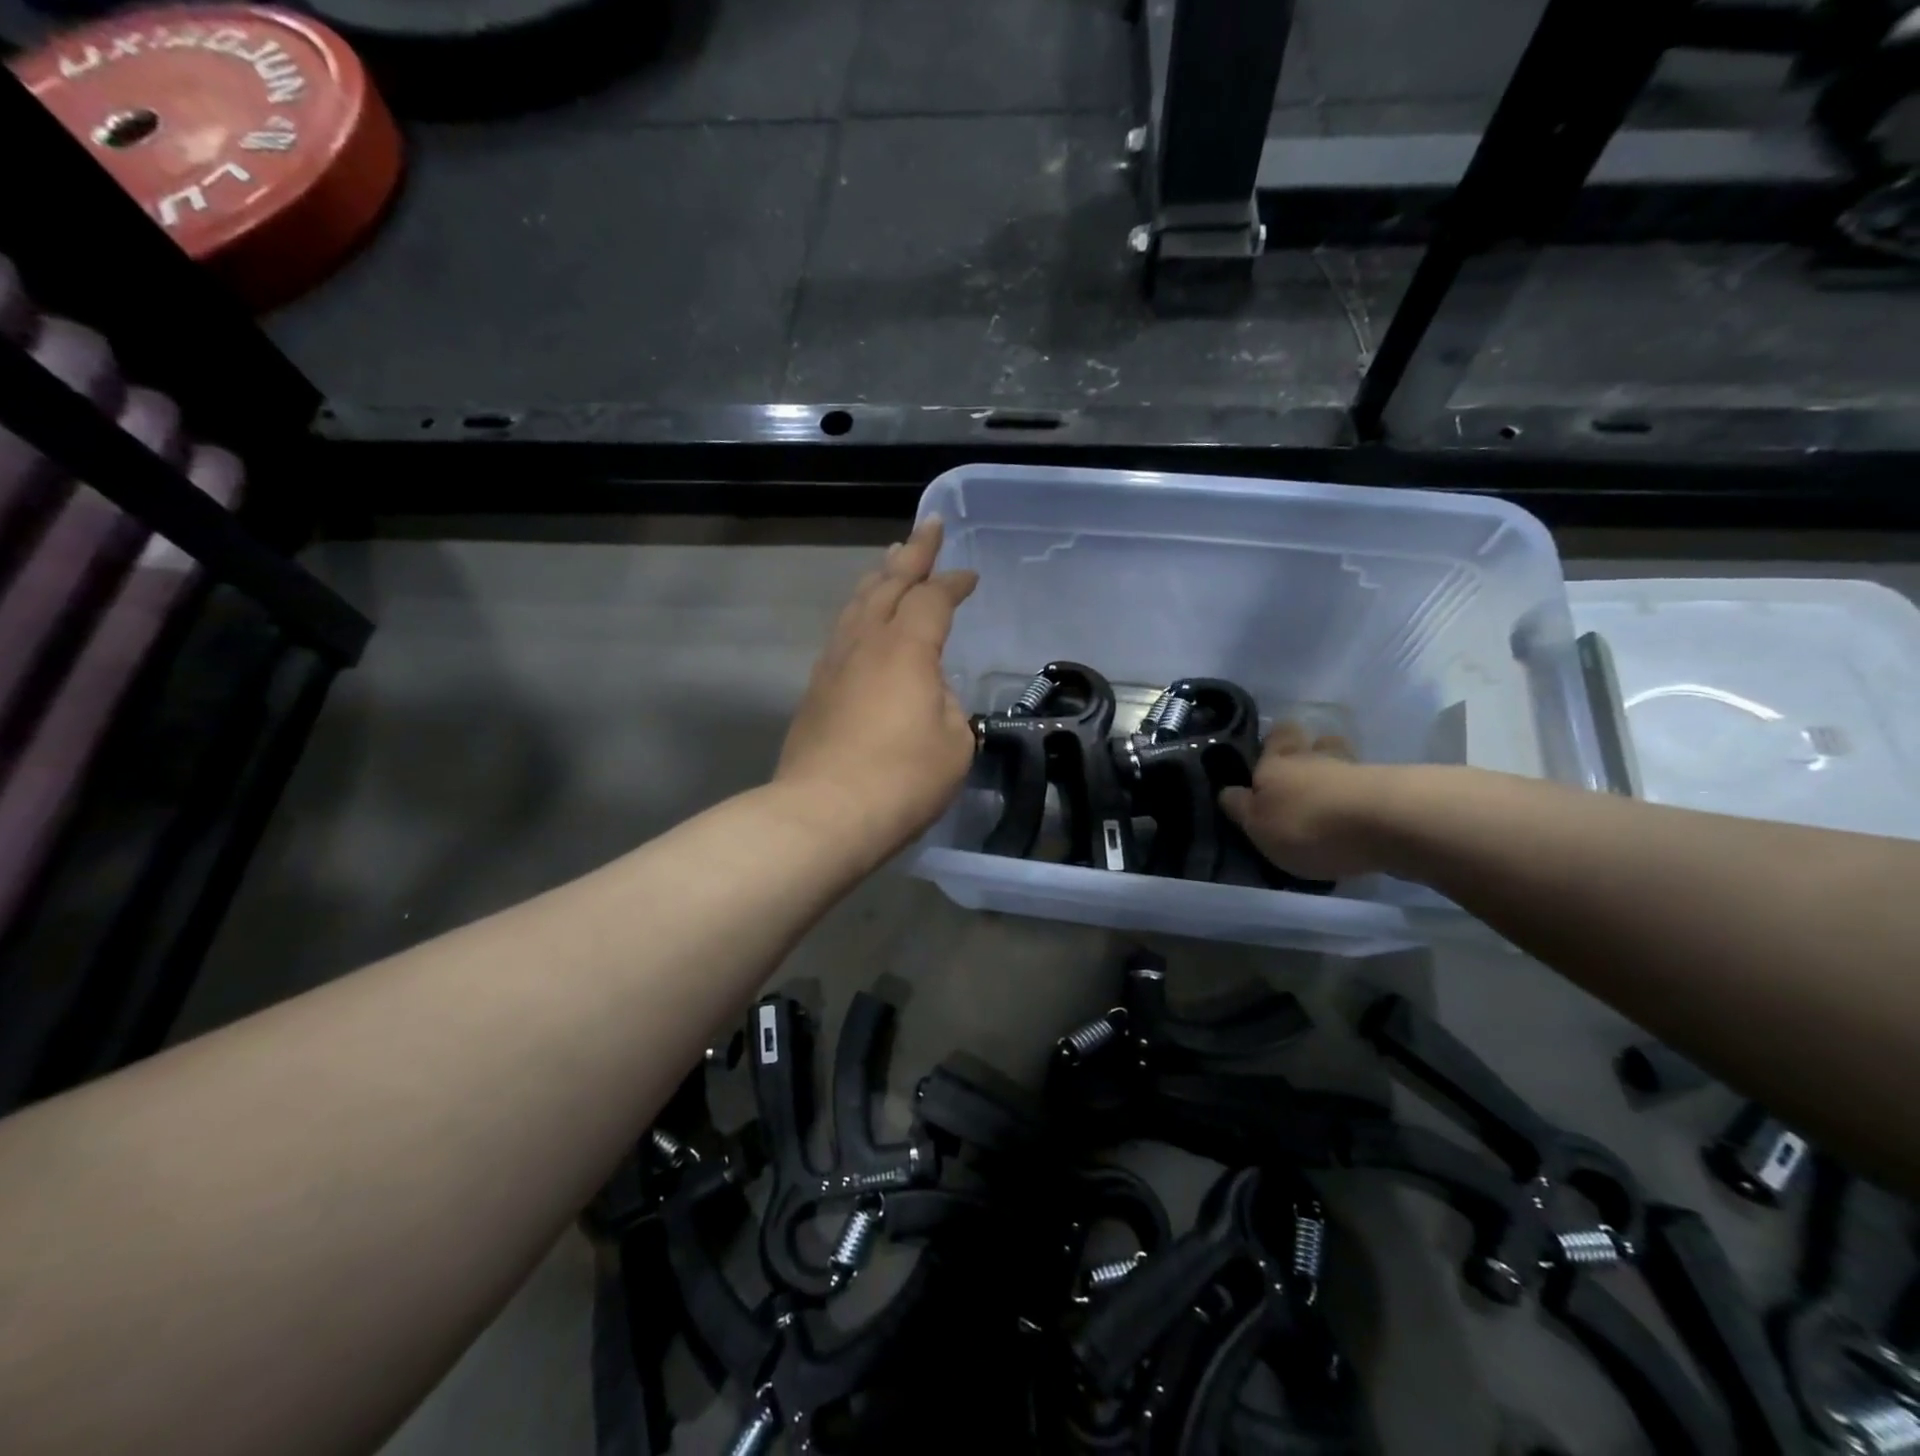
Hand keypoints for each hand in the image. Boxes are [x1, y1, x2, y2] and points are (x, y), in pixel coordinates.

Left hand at [776, 518, 978, 853]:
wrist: (824, 813)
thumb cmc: (902, 779)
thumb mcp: (954, 743)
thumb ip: (948, 705)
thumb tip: (929, 692)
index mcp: (906, 648)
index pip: (933, 599)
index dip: (953, 583)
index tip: (970, 576)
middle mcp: (865, 643)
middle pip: (888, 584)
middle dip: (911, 554)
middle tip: (926, 528)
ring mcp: (833, 664)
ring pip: (857, 604)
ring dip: (878, 578)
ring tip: (889, 561)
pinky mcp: (815, 689)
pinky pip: (841, 633)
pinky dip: (858, 613)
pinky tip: (861, 620)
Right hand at [1218, 725, 1387, 880]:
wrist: (1386, 825)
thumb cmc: (1306, 824)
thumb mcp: (1257, 825)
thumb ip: (1241, 808)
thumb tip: (1227, 791)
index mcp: (1277, 762)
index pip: (1275, 736)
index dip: (1274, 740)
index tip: (1271, 749)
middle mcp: (1315, 757)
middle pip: (1314, 742)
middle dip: (1309, 752)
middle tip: (1302, 774)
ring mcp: (1356, 769)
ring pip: (1342, 761)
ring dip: (1337, 774)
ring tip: (1332, 796)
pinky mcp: (1390, 790)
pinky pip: (1367, 785)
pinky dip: (1361, 795)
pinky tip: (1358, 813)